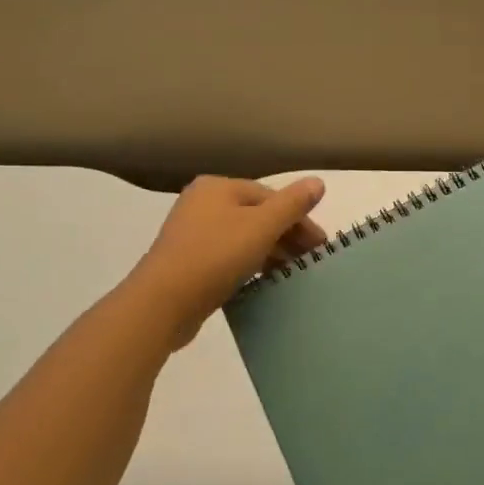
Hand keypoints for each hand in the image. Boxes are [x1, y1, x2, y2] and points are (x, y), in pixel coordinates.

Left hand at [127, 176, 328, 349]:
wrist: (163, 303)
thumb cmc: (215, 256)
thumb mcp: (261, 227)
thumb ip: (292, 204)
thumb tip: (318, 181)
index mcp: (218, 187)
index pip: (270, 196)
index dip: (299, 218)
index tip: (321, 245)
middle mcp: (202, 204)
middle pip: (256, 215)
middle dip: (286, 235)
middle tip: (311, 259)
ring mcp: (192, 233)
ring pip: (243, 237)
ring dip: (271, 251)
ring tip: (292, 271)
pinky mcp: (188, 261)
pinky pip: (229, 256)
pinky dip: (250, 264)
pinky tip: (264, 279)